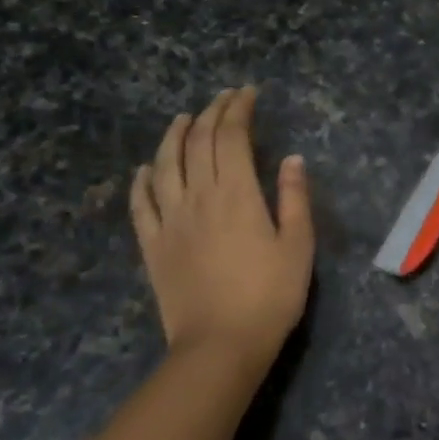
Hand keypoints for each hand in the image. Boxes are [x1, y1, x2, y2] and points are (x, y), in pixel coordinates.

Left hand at [130, 87, 313, 377]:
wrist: (219, 346)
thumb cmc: (269, 296)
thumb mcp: (298, 246)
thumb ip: (294, 198)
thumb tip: (292, 158)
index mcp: (236, 194)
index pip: (231, 136)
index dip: (238, 109)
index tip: (247, 93)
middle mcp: (197, 197)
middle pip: (198, 143)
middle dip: (211, 113)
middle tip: (224, 98)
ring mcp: (169, 221)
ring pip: (163, 165)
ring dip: (172, 137)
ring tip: (182, 119)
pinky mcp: (152, 246)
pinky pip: (140, 205)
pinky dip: (140, 181)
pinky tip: (143, 170)